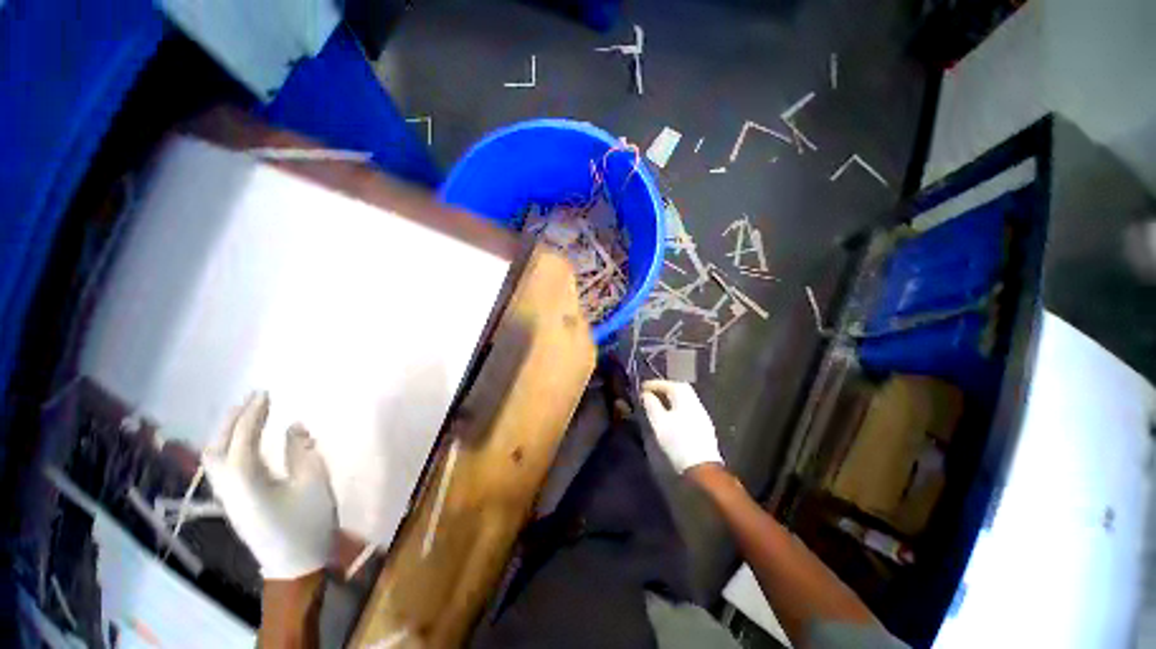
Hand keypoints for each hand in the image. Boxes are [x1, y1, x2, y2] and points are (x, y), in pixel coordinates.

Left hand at [202, 392, 336, 579]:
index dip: (253, 415)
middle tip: (252, 399)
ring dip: (226, 432)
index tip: (265, 394)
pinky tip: (242, 442)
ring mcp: (227, 497)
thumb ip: (302, 451)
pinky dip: (227, 447)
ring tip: (244, 415)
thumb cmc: (308, 522)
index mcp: (248, 482)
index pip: (242, 440)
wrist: (294, 564)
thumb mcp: (314, 482)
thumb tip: (294, 427)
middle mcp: (229, 487)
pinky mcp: (232, 503)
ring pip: (213, 458)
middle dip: (232, 420)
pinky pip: (220, 467)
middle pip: (217, 448)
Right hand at [639, 380, 722, 472]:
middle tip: (650, 393)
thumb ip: (651, 405)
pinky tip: (670, 415)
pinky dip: (676, 407)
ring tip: (657, 403)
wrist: (701, 467)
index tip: (642, 388)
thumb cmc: (677, 442)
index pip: (669, 384)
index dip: (654, 384)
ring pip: (684, 399)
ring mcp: (701, 414)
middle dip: (663, 389)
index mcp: (685, 398)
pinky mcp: (703, 426)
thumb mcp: (659, 422)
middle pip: (679, 388)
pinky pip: (687, 408)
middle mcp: (695, 402)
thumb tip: (645, 394)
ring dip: (670, 398)